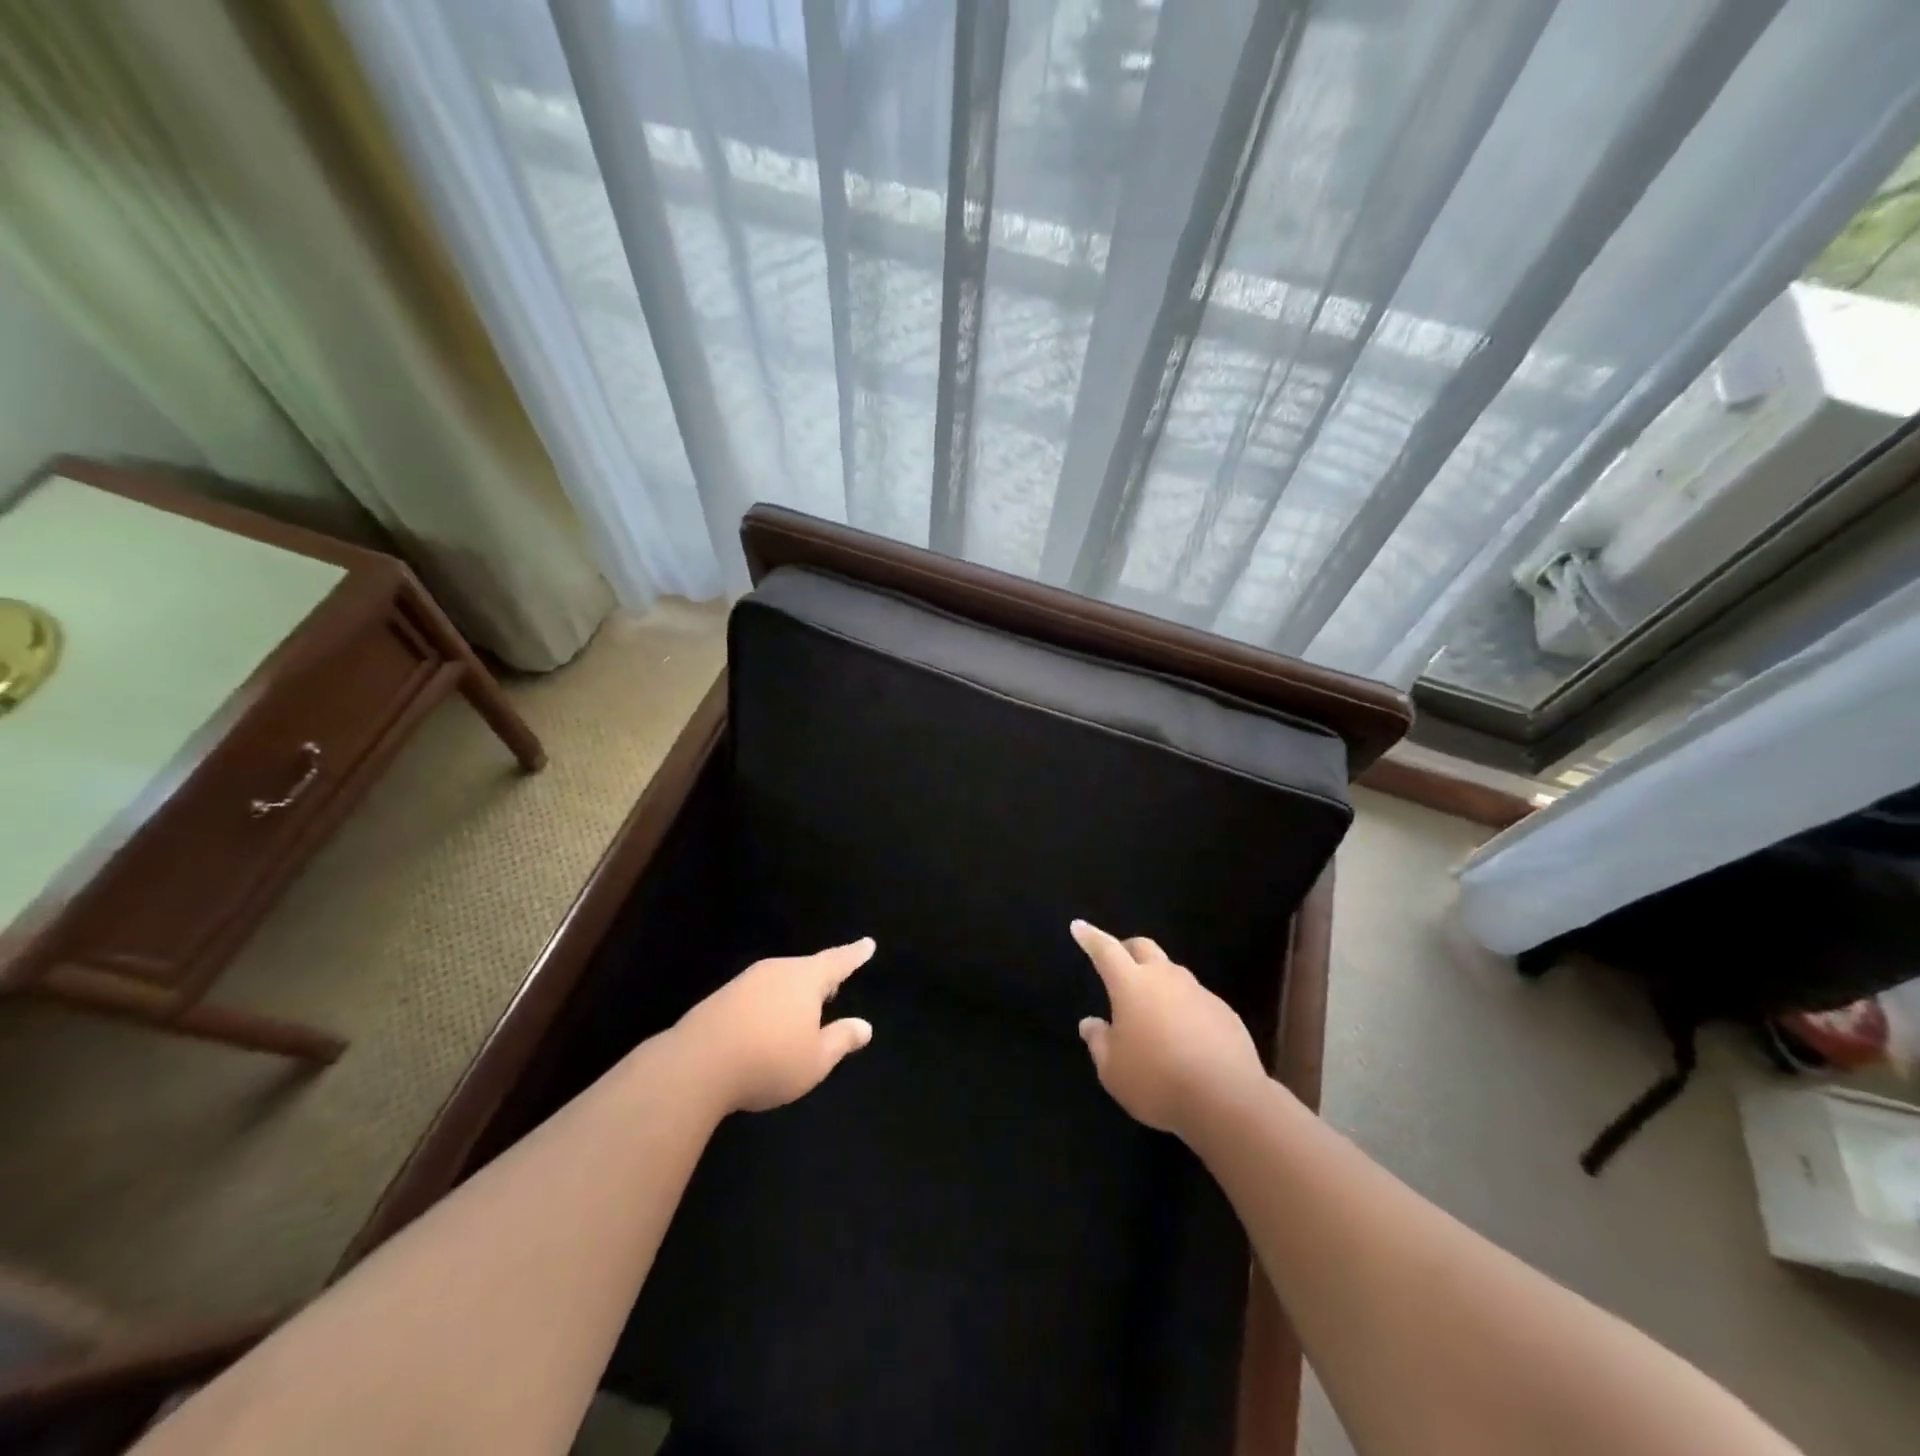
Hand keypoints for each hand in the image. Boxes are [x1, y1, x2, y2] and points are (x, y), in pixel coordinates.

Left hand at [674, 938, 876, 1112]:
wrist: (696, 1065)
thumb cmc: (769, 1060)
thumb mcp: (815, 1060)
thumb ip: (841, 1040)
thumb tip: (865, 1026)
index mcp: (806, 979)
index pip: (838, 962)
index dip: (855, 955)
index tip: (867, 943)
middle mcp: (776, 971)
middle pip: (806, 969)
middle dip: (821, 978)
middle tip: (834, 986)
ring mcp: (745, 982)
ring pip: (779, 981)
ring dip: (793, 993)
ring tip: (801, 1011)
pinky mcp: (721, 998)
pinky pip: (757, 995)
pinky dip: (768, 1005)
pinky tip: (765, 1026)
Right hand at [1072, 920, 1268, 1137]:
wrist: (1227, 1100)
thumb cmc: (1157, 1081)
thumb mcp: (1113, 1070)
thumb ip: (1098, 1042)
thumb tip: (1090, 1023)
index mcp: (1131, 985)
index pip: (1105, 950)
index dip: (1090, 937)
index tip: (1079, 926)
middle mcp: (1165, 978)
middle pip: (1144, 947)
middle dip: (1127, 949)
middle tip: (1119, 964)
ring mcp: (1199, 992)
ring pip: (1173, 972)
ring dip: (1158, 980)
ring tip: (1152, 1008)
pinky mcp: (1224, 1012)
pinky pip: (1197, 999)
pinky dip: (1184, 1006)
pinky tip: (1185, 1035)